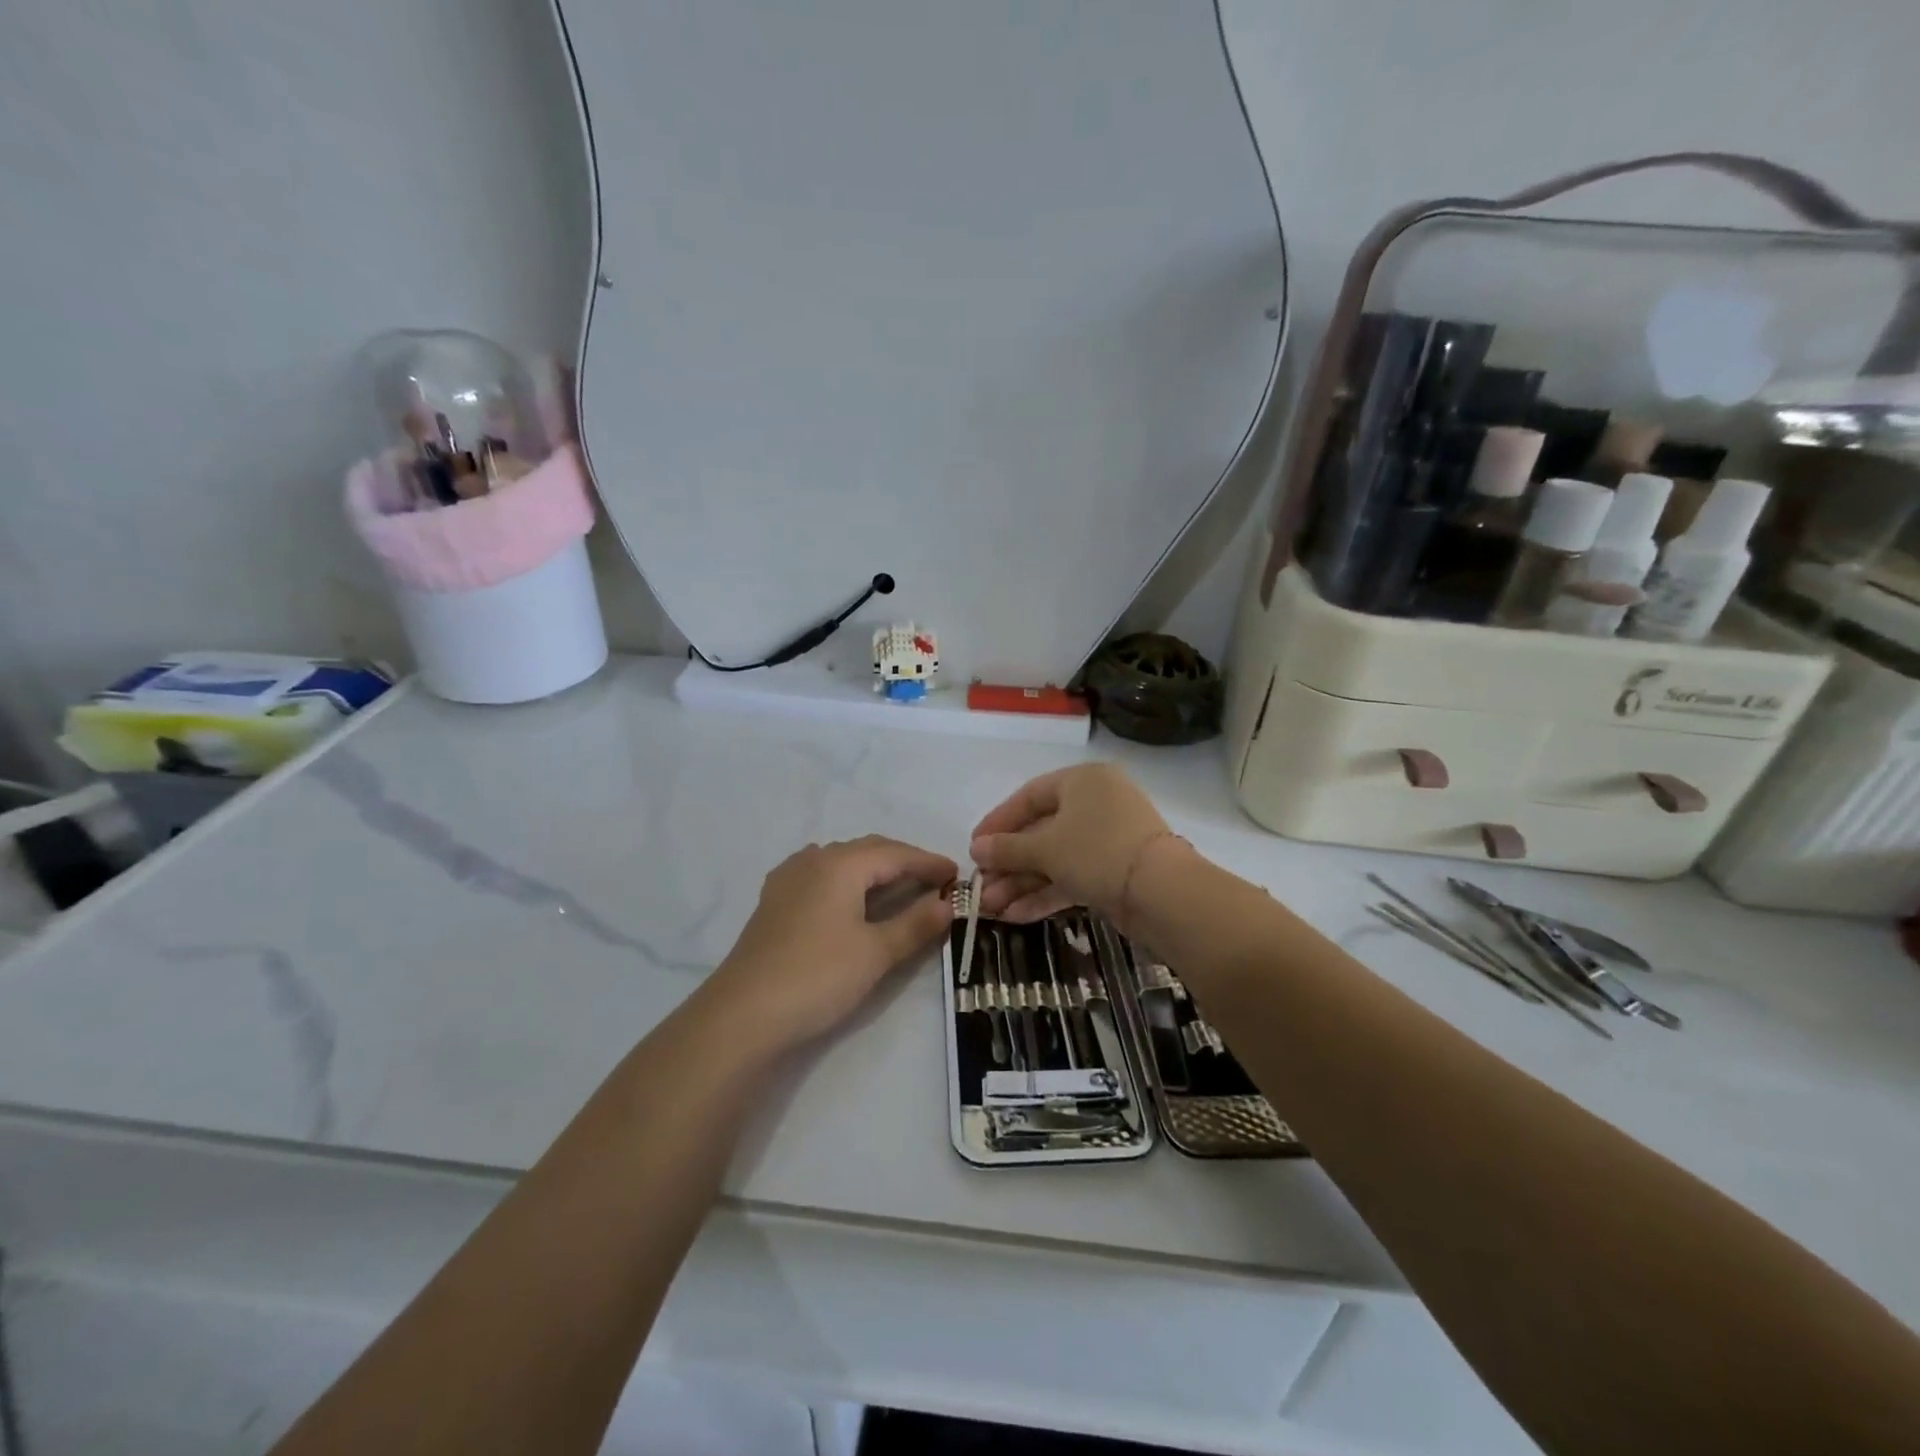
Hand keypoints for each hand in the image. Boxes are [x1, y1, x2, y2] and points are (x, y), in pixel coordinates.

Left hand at [704, 835, 956, 1050]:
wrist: (743, 1015)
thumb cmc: (817, 976)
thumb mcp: (876, 952)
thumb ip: (915, 924)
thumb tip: (948, 904)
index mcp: (840, 863)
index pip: (895, 853)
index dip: (928, 862)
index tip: (957, 873)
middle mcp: (813, 859)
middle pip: (868, 850)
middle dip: (904, 862)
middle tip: (934, 882)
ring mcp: (789, 878)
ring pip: (842, 861)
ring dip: (874, 870)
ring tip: (898, 888)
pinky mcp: (774, 901)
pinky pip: (821, 876)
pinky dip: (848, 881)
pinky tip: (849, 897)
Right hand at [970, 764, 1169, 923]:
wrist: (1162, 893)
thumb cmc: (1097, 851)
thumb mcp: (1045, 848)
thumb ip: (1007, 849)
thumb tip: (976, 850)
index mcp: (1082, 781)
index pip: (1029, 796)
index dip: (998, 822)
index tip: (974, 847)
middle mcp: (1096, 804)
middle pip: (1040, 831)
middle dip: (1009, 863)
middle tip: (981, 886)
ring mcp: (1107, 840)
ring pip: (1055, 859)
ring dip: (1022, 883)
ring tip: (991, 909)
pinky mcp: (1114, 871)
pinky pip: (1071, 877)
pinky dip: (1045, 894)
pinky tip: (1016, 916)